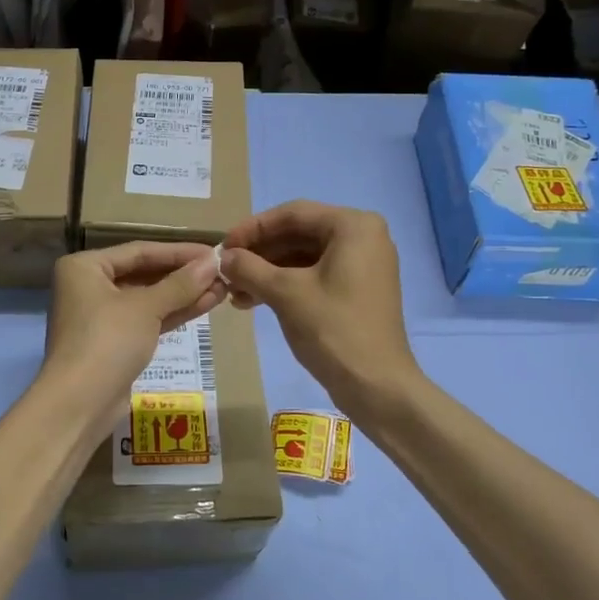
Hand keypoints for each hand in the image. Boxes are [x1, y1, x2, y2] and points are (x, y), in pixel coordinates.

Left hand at [43, 242, 227, 415]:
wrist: (79, 404)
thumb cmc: (107, 342)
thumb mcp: (145, 308)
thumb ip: (180, 284)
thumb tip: (213, 262)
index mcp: (85, 267)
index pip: (140, 251)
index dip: (179, 251)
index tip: (214, 252)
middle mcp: (89, 287)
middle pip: (144, 273)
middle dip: (183, 275)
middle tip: (222, 272)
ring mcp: (102, 317)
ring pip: (148, 299)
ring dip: (183, 294)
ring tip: (222, 288)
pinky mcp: (115, 342)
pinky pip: (147, 319)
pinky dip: (173, 313)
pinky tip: (206, 305)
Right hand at [222, 201, 418, 415]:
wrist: (376, 385)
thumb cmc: (332, 329)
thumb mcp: (285, 293)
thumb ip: (249, 268)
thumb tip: (223, 257)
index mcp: (353, 226)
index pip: (292, 214)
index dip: (253, 228)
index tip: (223, 246)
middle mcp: (363, 238)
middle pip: (298, 234)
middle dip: (259, 253)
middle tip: (226, 270)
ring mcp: (362, 265)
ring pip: (303, 257)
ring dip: (267, 272)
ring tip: (233, 291)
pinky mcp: (357, 290)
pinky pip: (314, 276)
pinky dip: (284, 285)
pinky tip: (253, 301)